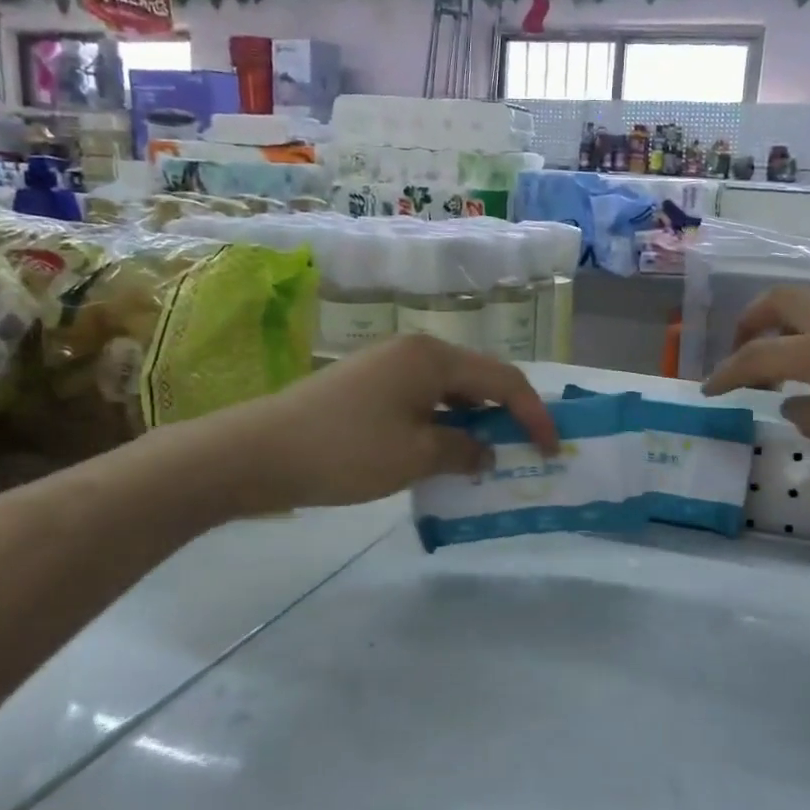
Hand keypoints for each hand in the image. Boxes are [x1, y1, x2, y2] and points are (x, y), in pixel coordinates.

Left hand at [244, 335, 558, 508]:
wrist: (257, 453)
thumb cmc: (346, 451)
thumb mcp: (415, 457)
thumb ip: (463, 450)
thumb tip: (486, 451)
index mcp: (433, 358)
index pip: (504, 380)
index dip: (534, 415)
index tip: (551, 450)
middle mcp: (415, 351)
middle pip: (479, 379)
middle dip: (506, 415)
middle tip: (524, 453)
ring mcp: (388, 366)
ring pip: (450, 391)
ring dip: (473, 422)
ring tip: (486, 458)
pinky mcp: (368, 386)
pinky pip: (423, 401)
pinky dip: (442, 425)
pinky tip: (442, 454)